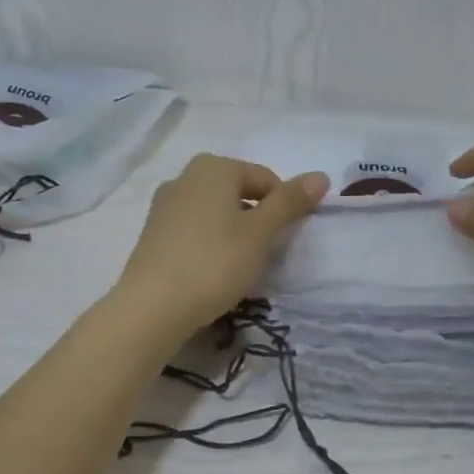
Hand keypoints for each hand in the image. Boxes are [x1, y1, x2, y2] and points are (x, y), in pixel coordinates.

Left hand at [115, 154, 328, 341]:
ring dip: (233, 233)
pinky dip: (209, 244)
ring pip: (214, 213)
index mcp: (213, 167)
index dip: (284, 207)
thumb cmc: (214, 263)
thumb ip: (290, 202)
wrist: (152, 306)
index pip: (265, 179)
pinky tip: (211, 272)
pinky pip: (193, 231)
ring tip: (239, 267)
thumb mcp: (260, 233)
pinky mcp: (152, 234)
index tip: (286, 240)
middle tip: (264, 254)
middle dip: (256, 219)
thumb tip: (320, 176)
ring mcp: (163, 206)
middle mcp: (184, 177)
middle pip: (237, 193)